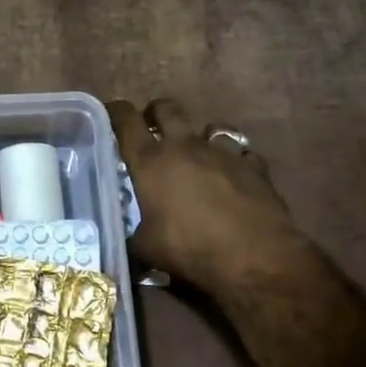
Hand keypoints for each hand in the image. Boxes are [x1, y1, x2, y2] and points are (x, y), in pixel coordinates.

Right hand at [108, 97, 311, 293]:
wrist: (254, 258)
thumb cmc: (190, 249)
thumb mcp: (147, 249)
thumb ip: (133, 237)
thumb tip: (127, 242)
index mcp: (150, 161)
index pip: (126, 120)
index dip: (115, 111)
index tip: (111, 112)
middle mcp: (184, 146)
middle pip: (167, 108)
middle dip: (156, 113)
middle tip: (152, 128)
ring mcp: (222, 153)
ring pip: (211, 127)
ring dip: (201, 136)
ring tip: (199, 154)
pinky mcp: (254, 166)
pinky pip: (243, 153)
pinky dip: (236, 161)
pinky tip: (235, 177)